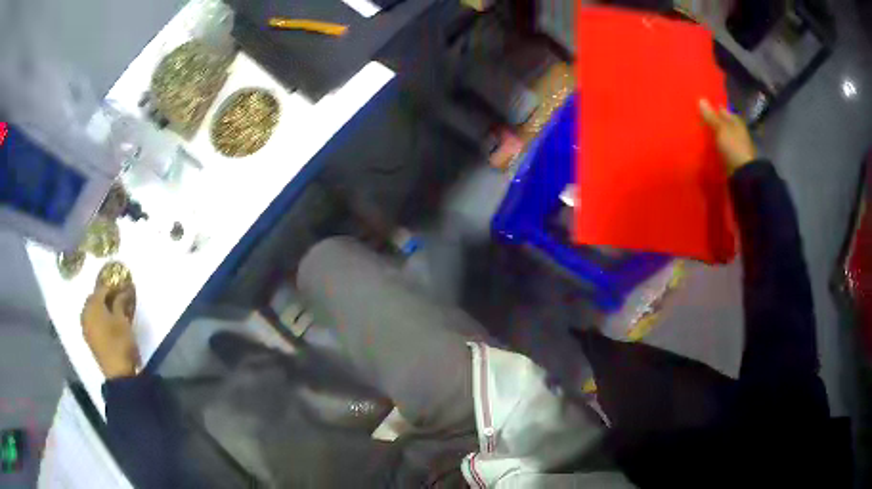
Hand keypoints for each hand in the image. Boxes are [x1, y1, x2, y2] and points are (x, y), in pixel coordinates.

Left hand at [81, 287, 139, 378]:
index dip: (113, 286)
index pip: (102, 288)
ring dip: (100, 307)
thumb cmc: (120, 342)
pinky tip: (106, 321)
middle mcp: (86, 312)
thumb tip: (122, 289)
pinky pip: (91, 320)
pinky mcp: (88, 337)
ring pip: (91, 309)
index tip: (123, 287)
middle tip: (117, 297)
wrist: (117, 373)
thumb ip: (120, 301)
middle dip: (104, 296)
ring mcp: (85, 326)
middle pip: (94, 298)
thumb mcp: (123, 320)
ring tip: (112, 310)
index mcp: (93, 304)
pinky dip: (98, 317)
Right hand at [700, 99, 756, 174]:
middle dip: (711, 122)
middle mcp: (736, 132)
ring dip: (712, 136)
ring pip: (720, 137)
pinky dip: (714, 148)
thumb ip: (710, 116)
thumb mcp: (720, 129)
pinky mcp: (730, 159)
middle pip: (721, 124)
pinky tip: (705, 148)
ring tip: (698, 134)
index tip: (700, 107)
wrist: (743, 175)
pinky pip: (720, 149)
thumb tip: (701, 99)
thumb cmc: (734, 147)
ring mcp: (734, 146)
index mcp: (735, 121)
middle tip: (696, 120)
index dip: (713, 108)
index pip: (722, 111)